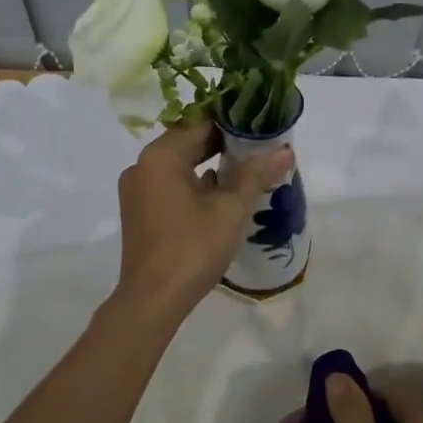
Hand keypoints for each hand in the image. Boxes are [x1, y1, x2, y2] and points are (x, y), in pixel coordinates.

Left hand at [114, 122, 292, 319]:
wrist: (153, 300)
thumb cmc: (192, 248)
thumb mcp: (230, 209)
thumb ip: (256, 175)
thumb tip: (285, 150)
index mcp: (160, 157)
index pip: (199, 123)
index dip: (232, 122)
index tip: (260, 125)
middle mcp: (142, 166)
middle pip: (187, 142)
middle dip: (223, 144)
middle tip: (260, 147)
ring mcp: (137, 190)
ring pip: (179, 165)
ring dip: (210, 165)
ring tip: (247, 170)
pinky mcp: (139, 211)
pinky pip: (170, 185)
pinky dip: (194, 184)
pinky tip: (221, 195)